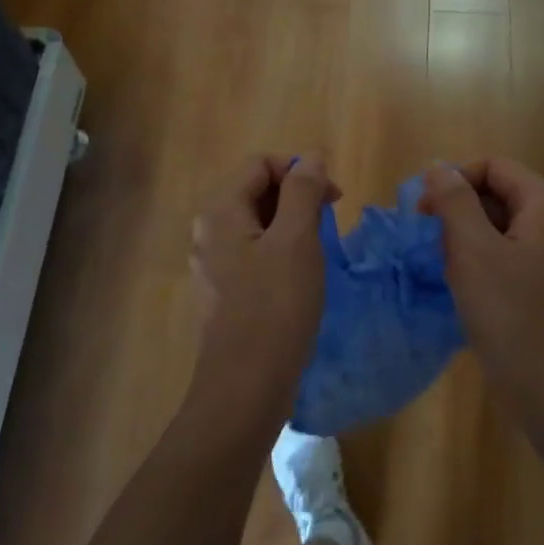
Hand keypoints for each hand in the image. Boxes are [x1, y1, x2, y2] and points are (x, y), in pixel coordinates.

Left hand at [187, 155, 338, 432]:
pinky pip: (254, 255)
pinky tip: (300, 278)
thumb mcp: (297, 240)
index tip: (334, 196)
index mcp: (220, 212)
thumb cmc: (275, 307)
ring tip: (320, 249)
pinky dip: (280, 253)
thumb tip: (310, 158)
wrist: (246, 386)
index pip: (260, 165)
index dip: (299, 169)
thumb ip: (303, 191)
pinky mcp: (224, 294)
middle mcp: (208, 232)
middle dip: (296, 196)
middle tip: (332, 221)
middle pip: (255, 192)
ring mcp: (213, 265)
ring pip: (257, 226)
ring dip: (292, 225)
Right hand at [420, 159, 543, 411]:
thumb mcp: (474, 250)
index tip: (424, 212)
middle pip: (494, 192)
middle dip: (457, 210)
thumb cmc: (510, 314)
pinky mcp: (538, 282)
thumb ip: (454, 201)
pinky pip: (501, 253)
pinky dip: (476, 260)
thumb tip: (437, 166)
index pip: (492, 166)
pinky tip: (460, 285)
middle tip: (430, 242)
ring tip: (445, 267)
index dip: (454, 180)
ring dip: (462, 237)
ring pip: (494, 225)